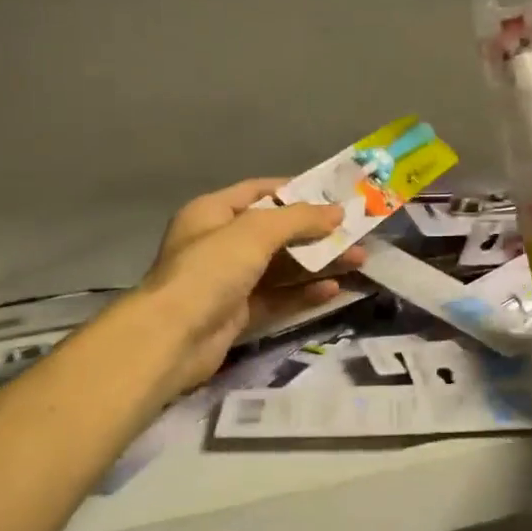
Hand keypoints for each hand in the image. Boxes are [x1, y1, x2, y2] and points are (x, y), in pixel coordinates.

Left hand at [139, 178, 365, 391]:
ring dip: (318, 263)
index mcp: (213, 213)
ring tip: (358, 261)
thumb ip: (298, 219)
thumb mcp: (255, 232)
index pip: (259, 192)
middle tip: (356, 234)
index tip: (334, 196)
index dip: (296, 192)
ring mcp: (228, 281)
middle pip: (276, 232)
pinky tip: (333, 290)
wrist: (172, 338)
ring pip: (281, 267)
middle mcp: (219, 243)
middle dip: (316, 233)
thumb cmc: (210, 270)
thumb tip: (337, 212)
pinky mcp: (238, 314)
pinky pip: (277, 298)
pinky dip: (304, 293)